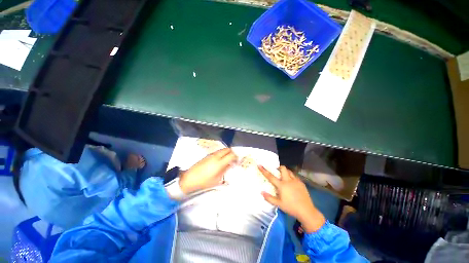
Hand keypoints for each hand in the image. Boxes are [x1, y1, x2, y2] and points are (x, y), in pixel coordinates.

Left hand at [179, 148, 237, 194]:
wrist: (190, 178)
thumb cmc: (204, 181)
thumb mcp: (217, 179)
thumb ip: (225, 170)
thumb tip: (230, 165)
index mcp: (219, 163)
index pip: (231, 155)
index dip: (236, 157)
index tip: (237, 161)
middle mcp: (216, 156)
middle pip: (227, 149)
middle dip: (232, 153)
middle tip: (233, 159)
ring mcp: (211, 154)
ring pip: (222, 149)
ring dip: (227, 153)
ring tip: (227, 160)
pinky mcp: (207, 155)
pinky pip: (217, 151)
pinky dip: (222, 153)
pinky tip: (220, 160)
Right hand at [259, 166, 325, 232]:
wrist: (306, 211)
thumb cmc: (291, 207)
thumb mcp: (279, 204)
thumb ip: (269, 198)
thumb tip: (261, 192)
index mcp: (282, 185)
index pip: (271, 176)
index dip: (264, 170)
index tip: (260, 165)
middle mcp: (288, 180)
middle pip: (283, 168)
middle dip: (279, 168)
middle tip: (277, 172)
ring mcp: (296, 181)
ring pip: (290, 171)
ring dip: (286, 172)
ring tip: (284, 177)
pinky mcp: (301, 183)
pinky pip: (295, 176)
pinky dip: (291, 177)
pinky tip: (292, 183)